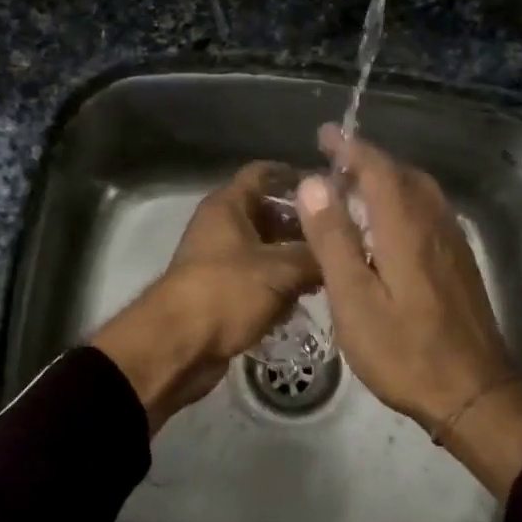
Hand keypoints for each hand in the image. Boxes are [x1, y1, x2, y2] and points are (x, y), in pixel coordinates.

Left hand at [90, 162, 320, 432]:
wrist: (177, 348)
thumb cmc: (226, 293)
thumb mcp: (280, 270)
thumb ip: (315, 254)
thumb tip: (344, 249)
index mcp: (228, 205)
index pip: (265, 173)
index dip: (298, 176)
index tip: (334, 189)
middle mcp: (222, 226)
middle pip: (270, 213)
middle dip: (305, 225)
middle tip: (345, 235)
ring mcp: (221, 261)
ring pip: (267, 250)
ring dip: (296, 259)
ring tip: (336, 268)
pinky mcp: (224, 292)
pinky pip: (259, 280)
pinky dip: (281, 286)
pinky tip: (310, 297)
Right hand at [296, 124, 521, 497]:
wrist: (474, 392)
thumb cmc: (404, 350)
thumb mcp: (355, 299)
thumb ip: (333, 238)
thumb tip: (313, 183)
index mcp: (406, 227)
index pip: (378, 168)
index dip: (351, 148)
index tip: (326, 134)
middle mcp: (434, 224)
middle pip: (403, 174)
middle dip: (369, 159)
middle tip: (335, 158)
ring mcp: (452, 244)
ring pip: (420, 192)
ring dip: (388, 178)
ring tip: (357, 185)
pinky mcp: (460, 264)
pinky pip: (429, 212)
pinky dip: (404, 200)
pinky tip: (389, 225)